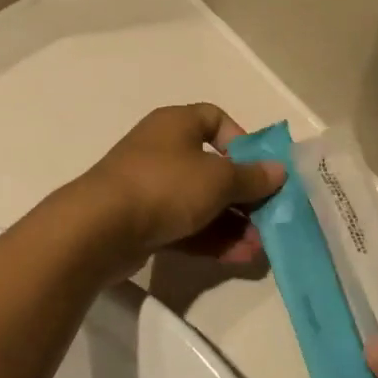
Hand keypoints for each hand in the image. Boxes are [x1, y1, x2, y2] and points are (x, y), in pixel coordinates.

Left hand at [75, 104, 285, 279]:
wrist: (99, 230)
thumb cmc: (165, 186)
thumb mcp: (219, 179)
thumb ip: (252, 177)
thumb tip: (278, 171)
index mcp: (177, 124)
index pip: (215, 118)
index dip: (241, 140)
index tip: (258, 166)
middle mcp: (163, 150)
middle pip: (213, 167)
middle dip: (243, 194)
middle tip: (267, 216)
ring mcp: (150, 187)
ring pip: (201, 201)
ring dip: (232, 223)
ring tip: (258, 247)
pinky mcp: (142, 222)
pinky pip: (185, 226)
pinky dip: (211, 239)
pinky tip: (238, 258)